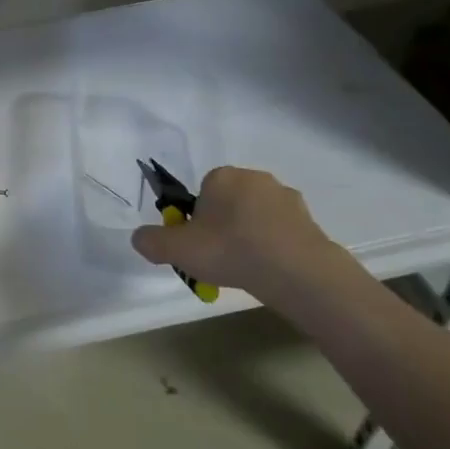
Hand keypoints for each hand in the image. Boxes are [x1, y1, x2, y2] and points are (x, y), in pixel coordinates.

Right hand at [131, 166, 354, 294]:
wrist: (298, 272)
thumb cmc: (232, 250)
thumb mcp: (177, 249)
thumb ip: (151, 241)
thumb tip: (140, 238)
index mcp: (222, 176)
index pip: (201, 195)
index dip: (196, 222)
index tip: (199, 246)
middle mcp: (254, 177)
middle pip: (228, 204)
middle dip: (222, 228)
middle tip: (220, 259)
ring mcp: (286, 198)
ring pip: (255, 218)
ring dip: (249, 237)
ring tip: (247, 270)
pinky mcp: (309, 220)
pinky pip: (281, 232)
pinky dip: (273, 247)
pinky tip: (271, 271)